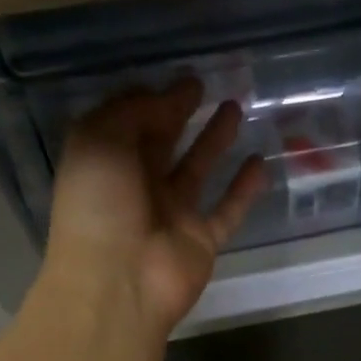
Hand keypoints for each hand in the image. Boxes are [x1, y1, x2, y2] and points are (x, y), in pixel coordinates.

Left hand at [42, 80, 267, 336]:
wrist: (119, 283)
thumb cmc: (99, 207)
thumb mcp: (99, 140)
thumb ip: (133, 111)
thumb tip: (167, 97)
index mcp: (106, 162)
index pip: (130, 121)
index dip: (154, 97)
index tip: (182, 76)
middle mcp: (138, 186)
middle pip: (164, 142)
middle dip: (183, 112)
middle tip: (209, 84)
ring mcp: (172, 215)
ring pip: (198, 170)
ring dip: (215, 141)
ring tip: (236, 107)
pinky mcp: (202, 240)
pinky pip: (228, 210)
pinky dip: (244, 189)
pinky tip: (261, 162)